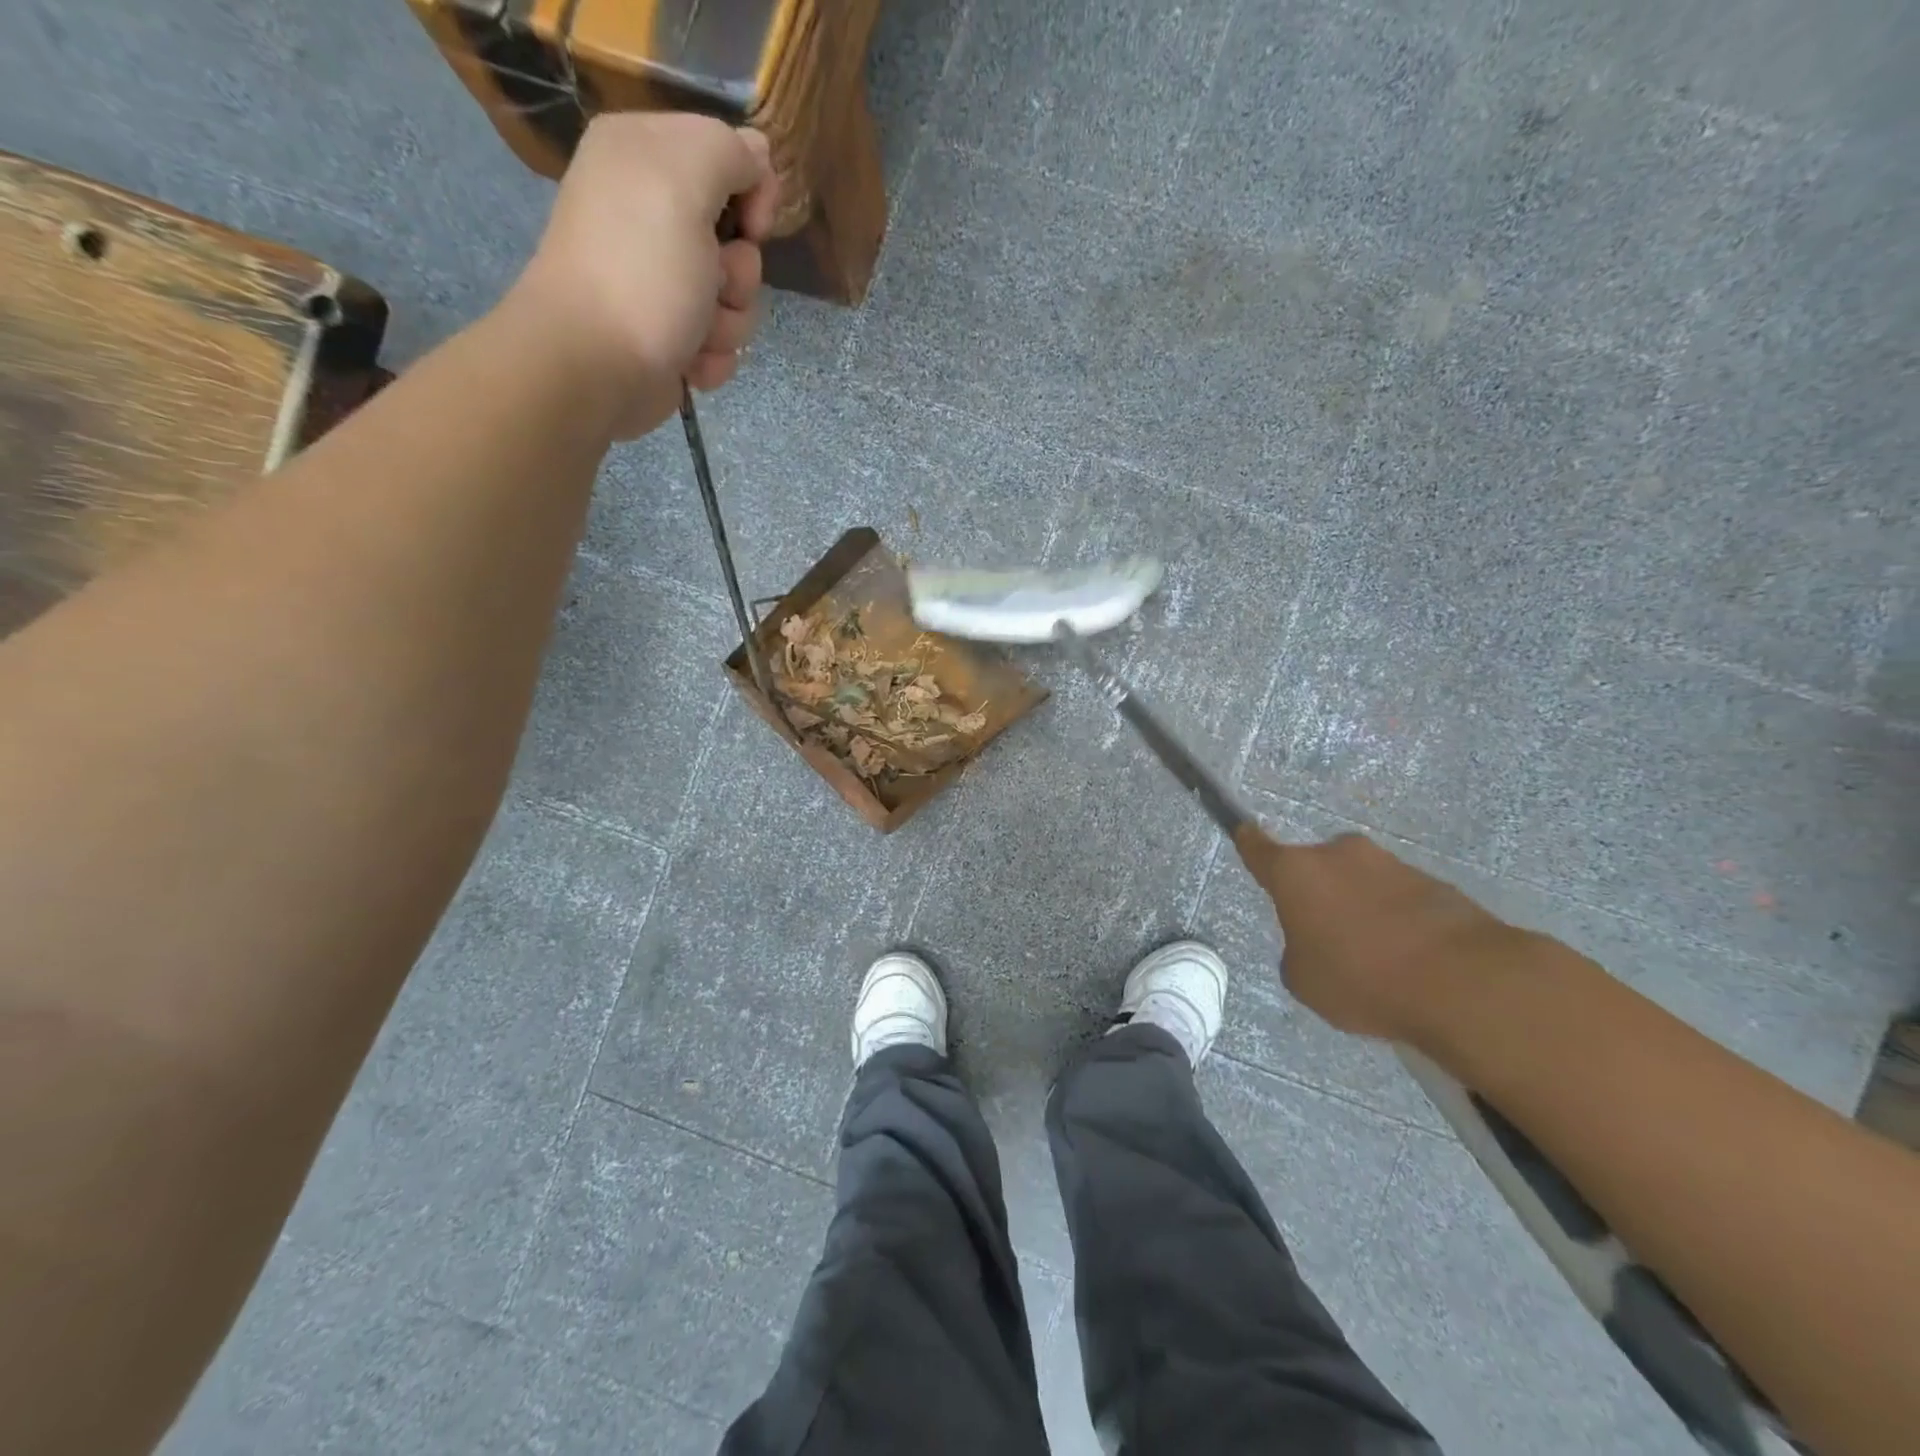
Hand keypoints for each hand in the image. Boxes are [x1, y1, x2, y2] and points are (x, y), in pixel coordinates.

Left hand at [509, 113, 779, 438]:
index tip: (750, 227)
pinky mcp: (671, 334)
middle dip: (739, 274)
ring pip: (736, 300)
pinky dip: (713, 356)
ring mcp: (663, 281)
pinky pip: (721, 342)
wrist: (595, 365)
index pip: (731, 158)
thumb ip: (729, 151)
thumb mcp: (685, 179)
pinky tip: (689, 361)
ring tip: (695, 333)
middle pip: (740, 241)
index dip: (753, 194)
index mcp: (647, 157)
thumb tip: (758, 157)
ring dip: (728, 323)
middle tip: (712, 284)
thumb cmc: (641, 271)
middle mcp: (652, 213)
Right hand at [1232, 825, 1533, 1045]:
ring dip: (1361, 908)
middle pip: (1317, 868)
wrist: (1467, 984)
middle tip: (1326, 937)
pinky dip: (1399, 922)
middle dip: (1319, 894)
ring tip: (1378, 960)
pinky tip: (1412, 962)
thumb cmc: (1363, 979)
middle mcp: (1340, 855)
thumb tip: (1317, 943)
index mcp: (1297, 872)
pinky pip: (1401, 900)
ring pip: (1361, 883)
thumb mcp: (1304, 981)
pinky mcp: (1436, 884)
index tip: (1244, 832)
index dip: (1249, 842)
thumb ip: (1297, 953)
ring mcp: (1391, 865)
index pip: (1259, 847)